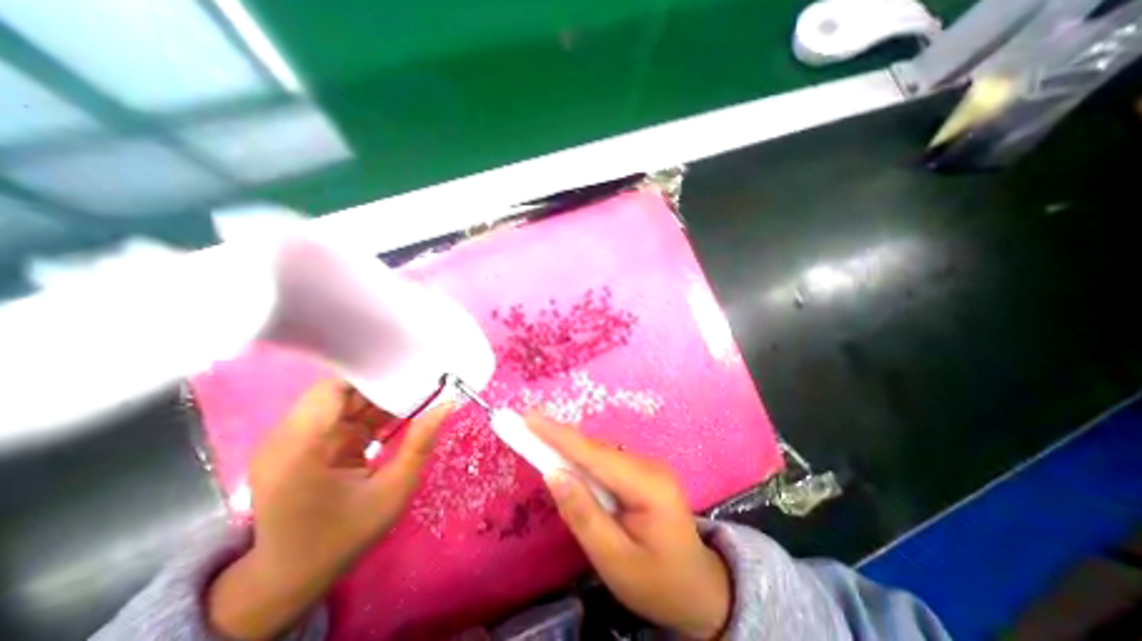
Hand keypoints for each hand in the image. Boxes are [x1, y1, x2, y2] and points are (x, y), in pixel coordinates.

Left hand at [207, 379, 449, 639]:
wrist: (291, 576)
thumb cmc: (343, 536)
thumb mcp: (393, 491)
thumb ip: (420, 444)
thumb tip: (447, 404)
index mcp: (300, 448)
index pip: (333, 389)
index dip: (372, 376)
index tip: (411, 372)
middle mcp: (288, 437)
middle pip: (339, 392)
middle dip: (381, 387)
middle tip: (421, 384)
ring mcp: (292, 440)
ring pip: (342, 401)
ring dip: (378, 400)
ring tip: (415, 397)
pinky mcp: (304, 444)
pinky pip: (341, 415)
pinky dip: (369, 413)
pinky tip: (396, 416)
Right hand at [529, 414, 730, 639]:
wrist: (698, 589)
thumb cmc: (657, 582)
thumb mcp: (615, 560)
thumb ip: (583, 514)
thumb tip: (553, 473)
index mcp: (648, 486)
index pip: (594, 455)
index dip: (558, 435)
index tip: (529, 417)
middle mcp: (649, 465)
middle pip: (596, 449)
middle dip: (558, 436)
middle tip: (524, 423)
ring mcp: (648, 465)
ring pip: (599, 452)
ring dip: (568, 446)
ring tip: (538, 437)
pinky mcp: (642, 471)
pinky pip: (606, 460)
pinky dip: (581, 457)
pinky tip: (565, 458)